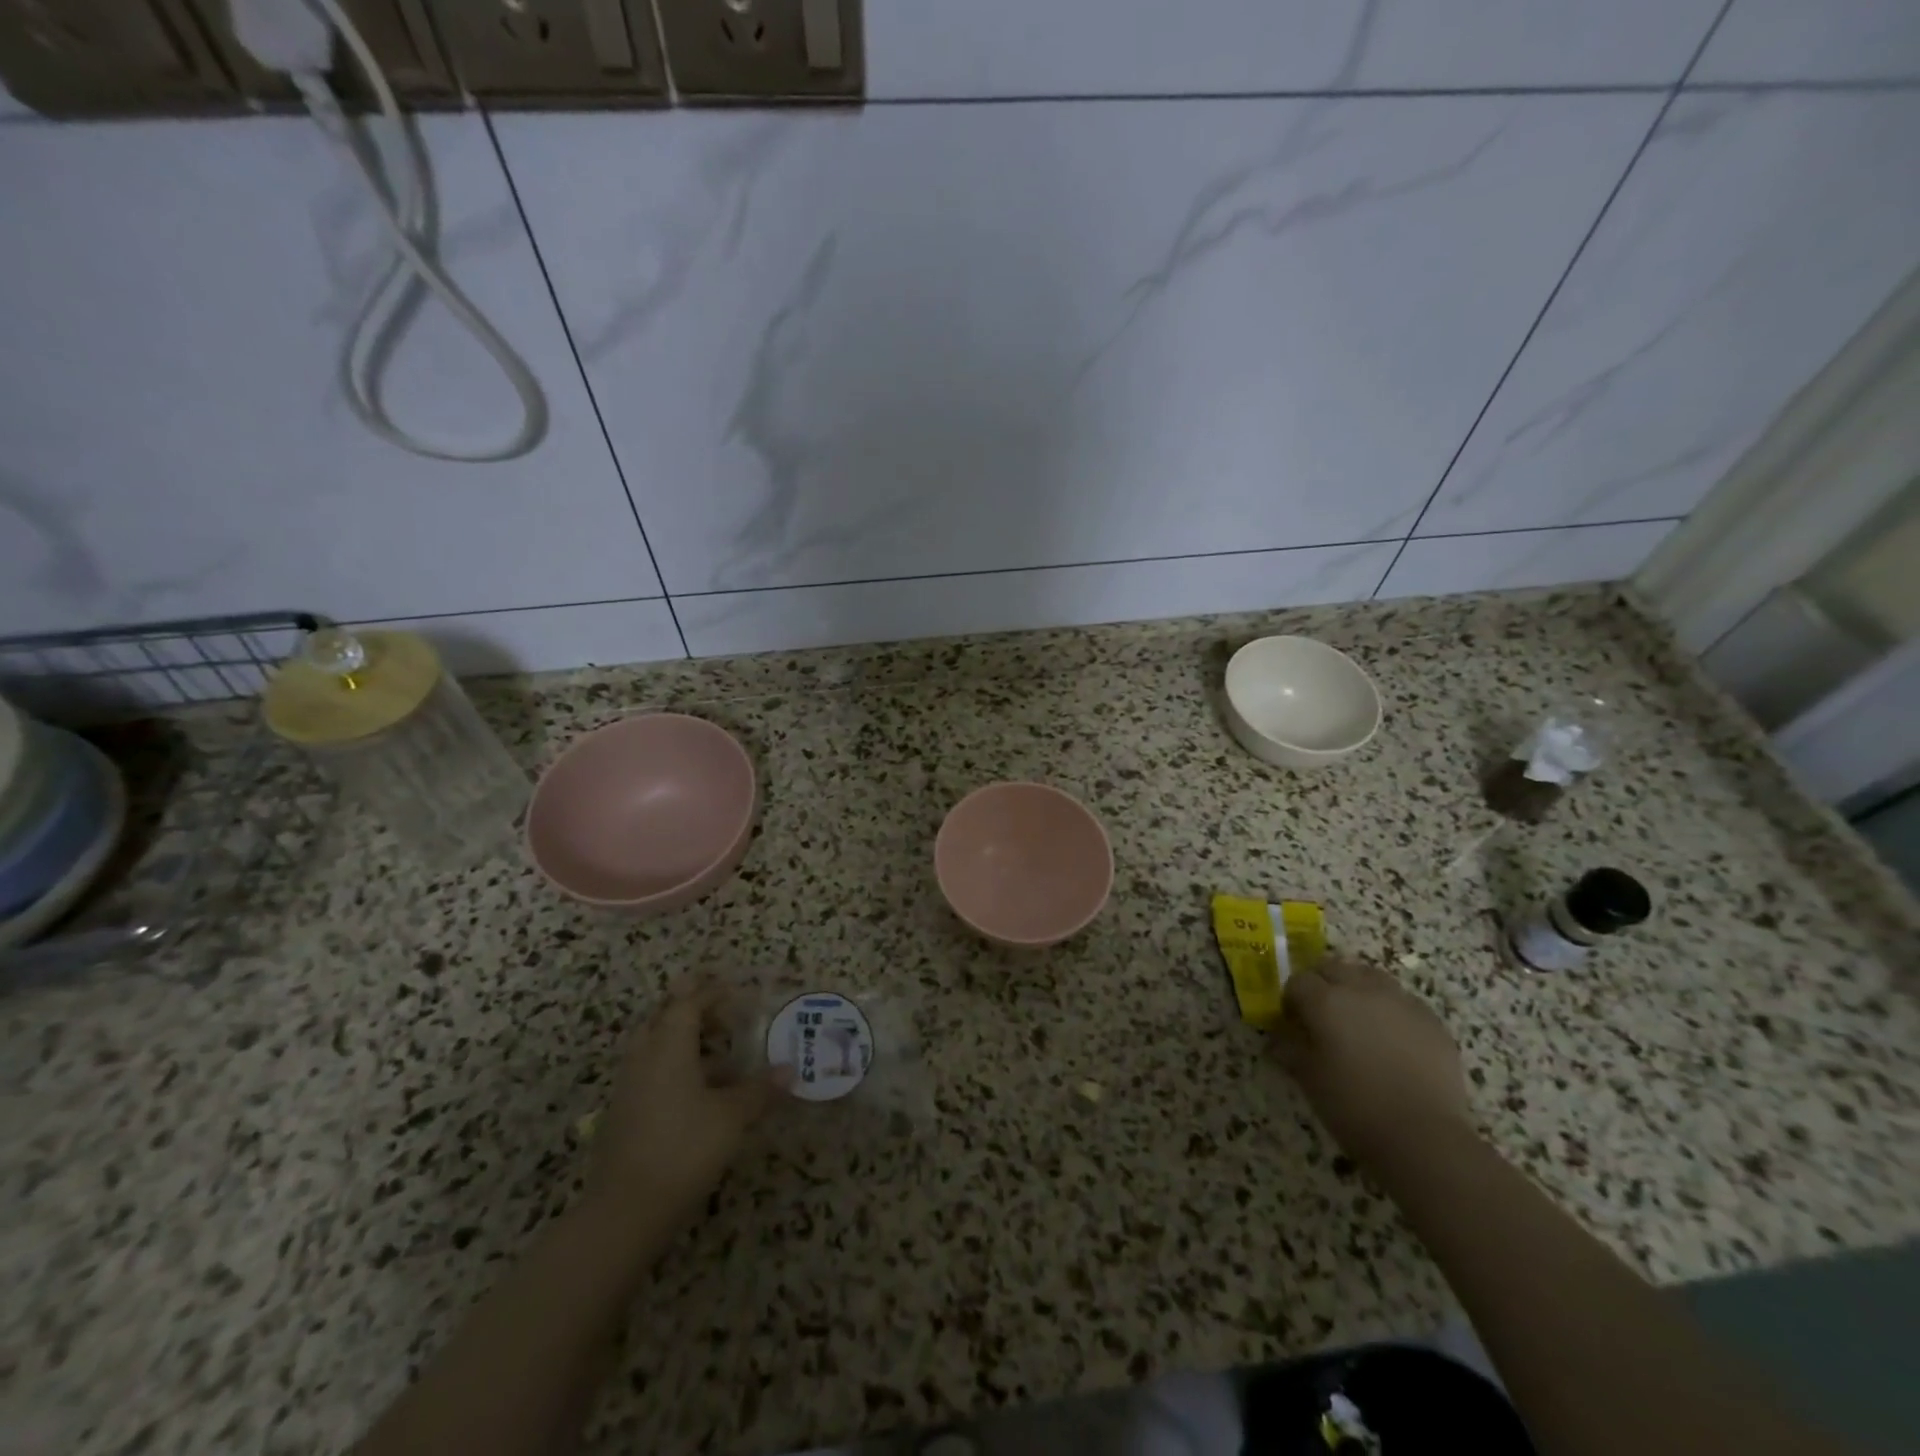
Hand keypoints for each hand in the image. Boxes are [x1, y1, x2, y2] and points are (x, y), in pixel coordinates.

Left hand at [587, 980, 785, 1228]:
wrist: (625, 1212)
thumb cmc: (683, 1149)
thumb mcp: (732, 1117)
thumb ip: (760, 1090)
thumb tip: (790, 1070)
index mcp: (668, 1047)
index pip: (687, 1003)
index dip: (710, 992)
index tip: (734, 987)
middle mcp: (644, 1058)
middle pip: (663, 1018)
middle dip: (692, 1009)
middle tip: (723, 1014)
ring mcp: (629, 1088)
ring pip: (654, 1046)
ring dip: (683, 1040)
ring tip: (719, 1052)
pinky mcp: (624, 1115)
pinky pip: (651, 1073)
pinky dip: (675, 1068)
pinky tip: (700, 1091)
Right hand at [1274, 956, 1475, 1174]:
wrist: (1424, 1137)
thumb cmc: (1354, 1106)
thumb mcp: (1308, 1078)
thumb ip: (1289, 1048)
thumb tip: (1280, 1036)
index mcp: (1325, 1001)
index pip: (1298, 981)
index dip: (1291, 1000)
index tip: (1293, 1022)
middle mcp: (1361, 989)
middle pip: (1333, 967)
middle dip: (1322, 984)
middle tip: (1322, 1015)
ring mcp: (1400, 1001)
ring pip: (1369, 976)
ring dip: (1356, 988)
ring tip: (1358, 1019)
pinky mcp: (1431, 1019)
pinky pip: (1401, 999)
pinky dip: (1389, 1008)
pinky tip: (1391, 1038)